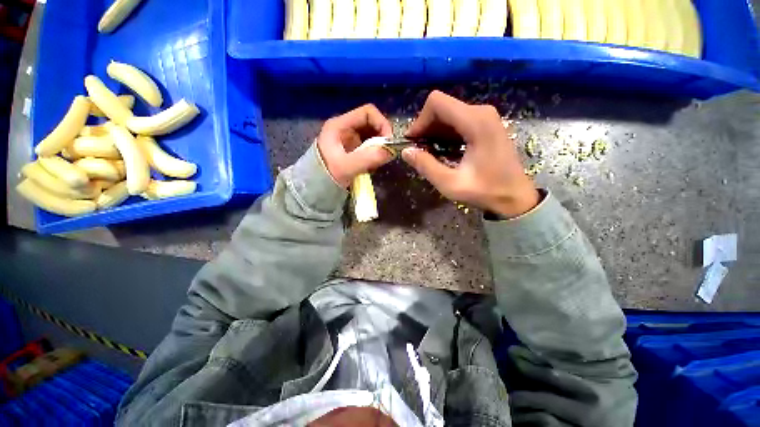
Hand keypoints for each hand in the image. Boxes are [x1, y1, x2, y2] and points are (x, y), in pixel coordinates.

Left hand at [317, 104, 394, 187]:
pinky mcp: (352, 151)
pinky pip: (369, 147)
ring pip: (371, 136)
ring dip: (379, 147)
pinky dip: (375, 154)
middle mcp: (345, 128)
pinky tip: (373, 165)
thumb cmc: (325, 175)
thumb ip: (368, 158)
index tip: (389, 141)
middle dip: (382, 137)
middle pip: (371, 124)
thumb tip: (390, 151)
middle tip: (387, 152)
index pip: (367, 113)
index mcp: (339, 125)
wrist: (314, 189)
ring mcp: (349, 140)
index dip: (381, 123)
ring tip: (379, 161)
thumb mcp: (346, 167)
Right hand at [402, 91, 539, 217]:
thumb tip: (406, 151)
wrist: (515, 196)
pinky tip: (442, 151)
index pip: (437, 103)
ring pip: (449, 113)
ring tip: (429, 153)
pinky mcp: (486, 124)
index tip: (414, 142)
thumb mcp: (450, 184)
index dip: (420, 120)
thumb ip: (426, 166)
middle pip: (442, 107)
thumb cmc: (485, 191)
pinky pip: (458, 121)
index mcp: (475, 122)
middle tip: (419, 150)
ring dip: (434, 131)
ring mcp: (486, 117)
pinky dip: (445, 133)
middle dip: (426, 127)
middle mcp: (481, 112)